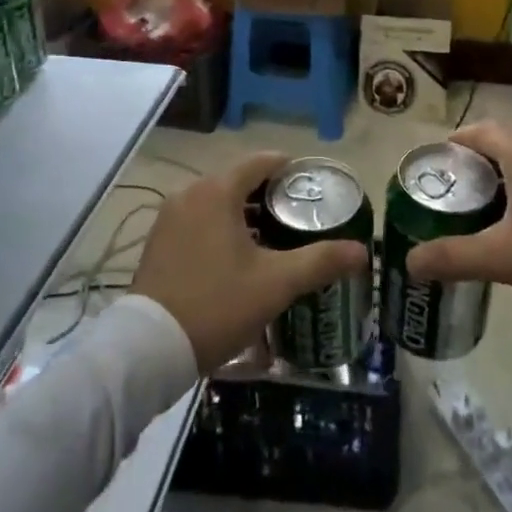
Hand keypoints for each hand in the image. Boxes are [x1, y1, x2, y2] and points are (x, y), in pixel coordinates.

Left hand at [131, 152, 368, 371]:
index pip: (262, 161)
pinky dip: (221, 227)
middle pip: (240, 180)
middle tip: (301, 219)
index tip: (315, 187)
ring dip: (246, 214)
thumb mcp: (275, 284)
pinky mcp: (159, 241)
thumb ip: (320, 261)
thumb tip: (362, 252)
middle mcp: (190, 193)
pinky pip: (199, 220)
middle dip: (271, 196)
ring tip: (275, 240)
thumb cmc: (216, 305)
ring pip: (218, 201)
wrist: (149, 349)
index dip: (291, 169)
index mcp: (217, 190)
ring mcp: (170, 217)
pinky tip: (239, 258)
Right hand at [403, 122, 511, 339]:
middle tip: (453, 201)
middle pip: (502, 145)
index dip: (451, 145)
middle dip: (474, 168)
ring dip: (504, 181)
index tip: (432, 170)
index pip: (477, 131)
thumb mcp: (505, 259)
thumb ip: (453, 257)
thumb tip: (409, 262)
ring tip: (486, 217)